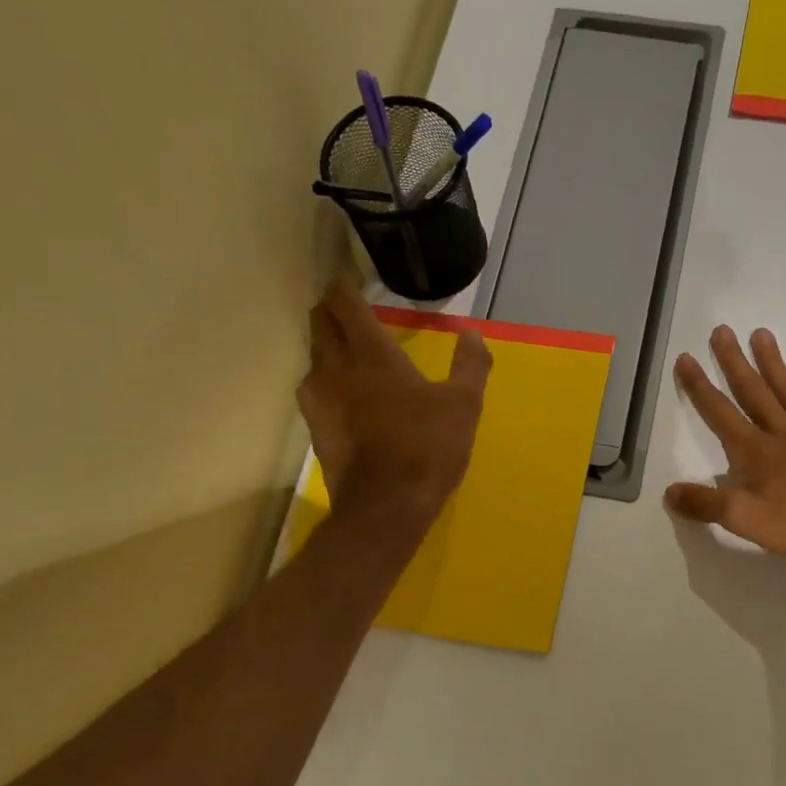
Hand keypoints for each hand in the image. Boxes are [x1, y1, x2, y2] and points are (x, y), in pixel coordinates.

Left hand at [298, 277, 491, 529]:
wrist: (386, 507)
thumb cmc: (428, 449)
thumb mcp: (463, 406)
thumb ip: (470, 365)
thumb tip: (472, 334)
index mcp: (373, 356)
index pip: (346, 306)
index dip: (343, 286)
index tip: (349, 278)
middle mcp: (337, 369)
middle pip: (320, 325)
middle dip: (330, 309)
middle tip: (347, 306)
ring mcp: (321, 400)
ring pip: (313, 357)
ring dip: (325, 343)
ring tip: (344, 346)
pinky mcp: (316, 427)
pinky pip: (313, 388)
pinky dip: (324, 377)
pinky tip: (340, 390)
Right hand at [665, 326, 785, 566]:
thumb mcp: (743, 520)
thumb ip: (706, 503)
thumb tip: (669, 490)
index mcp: (755, 451)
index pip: (720, 413)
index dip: (700, 386)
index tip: (686, 357)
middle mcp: (782, 433)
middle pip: (753, 392)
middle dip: (734, 362)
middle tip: (721, 330)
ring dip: (773, 363)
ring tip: (761, 333)